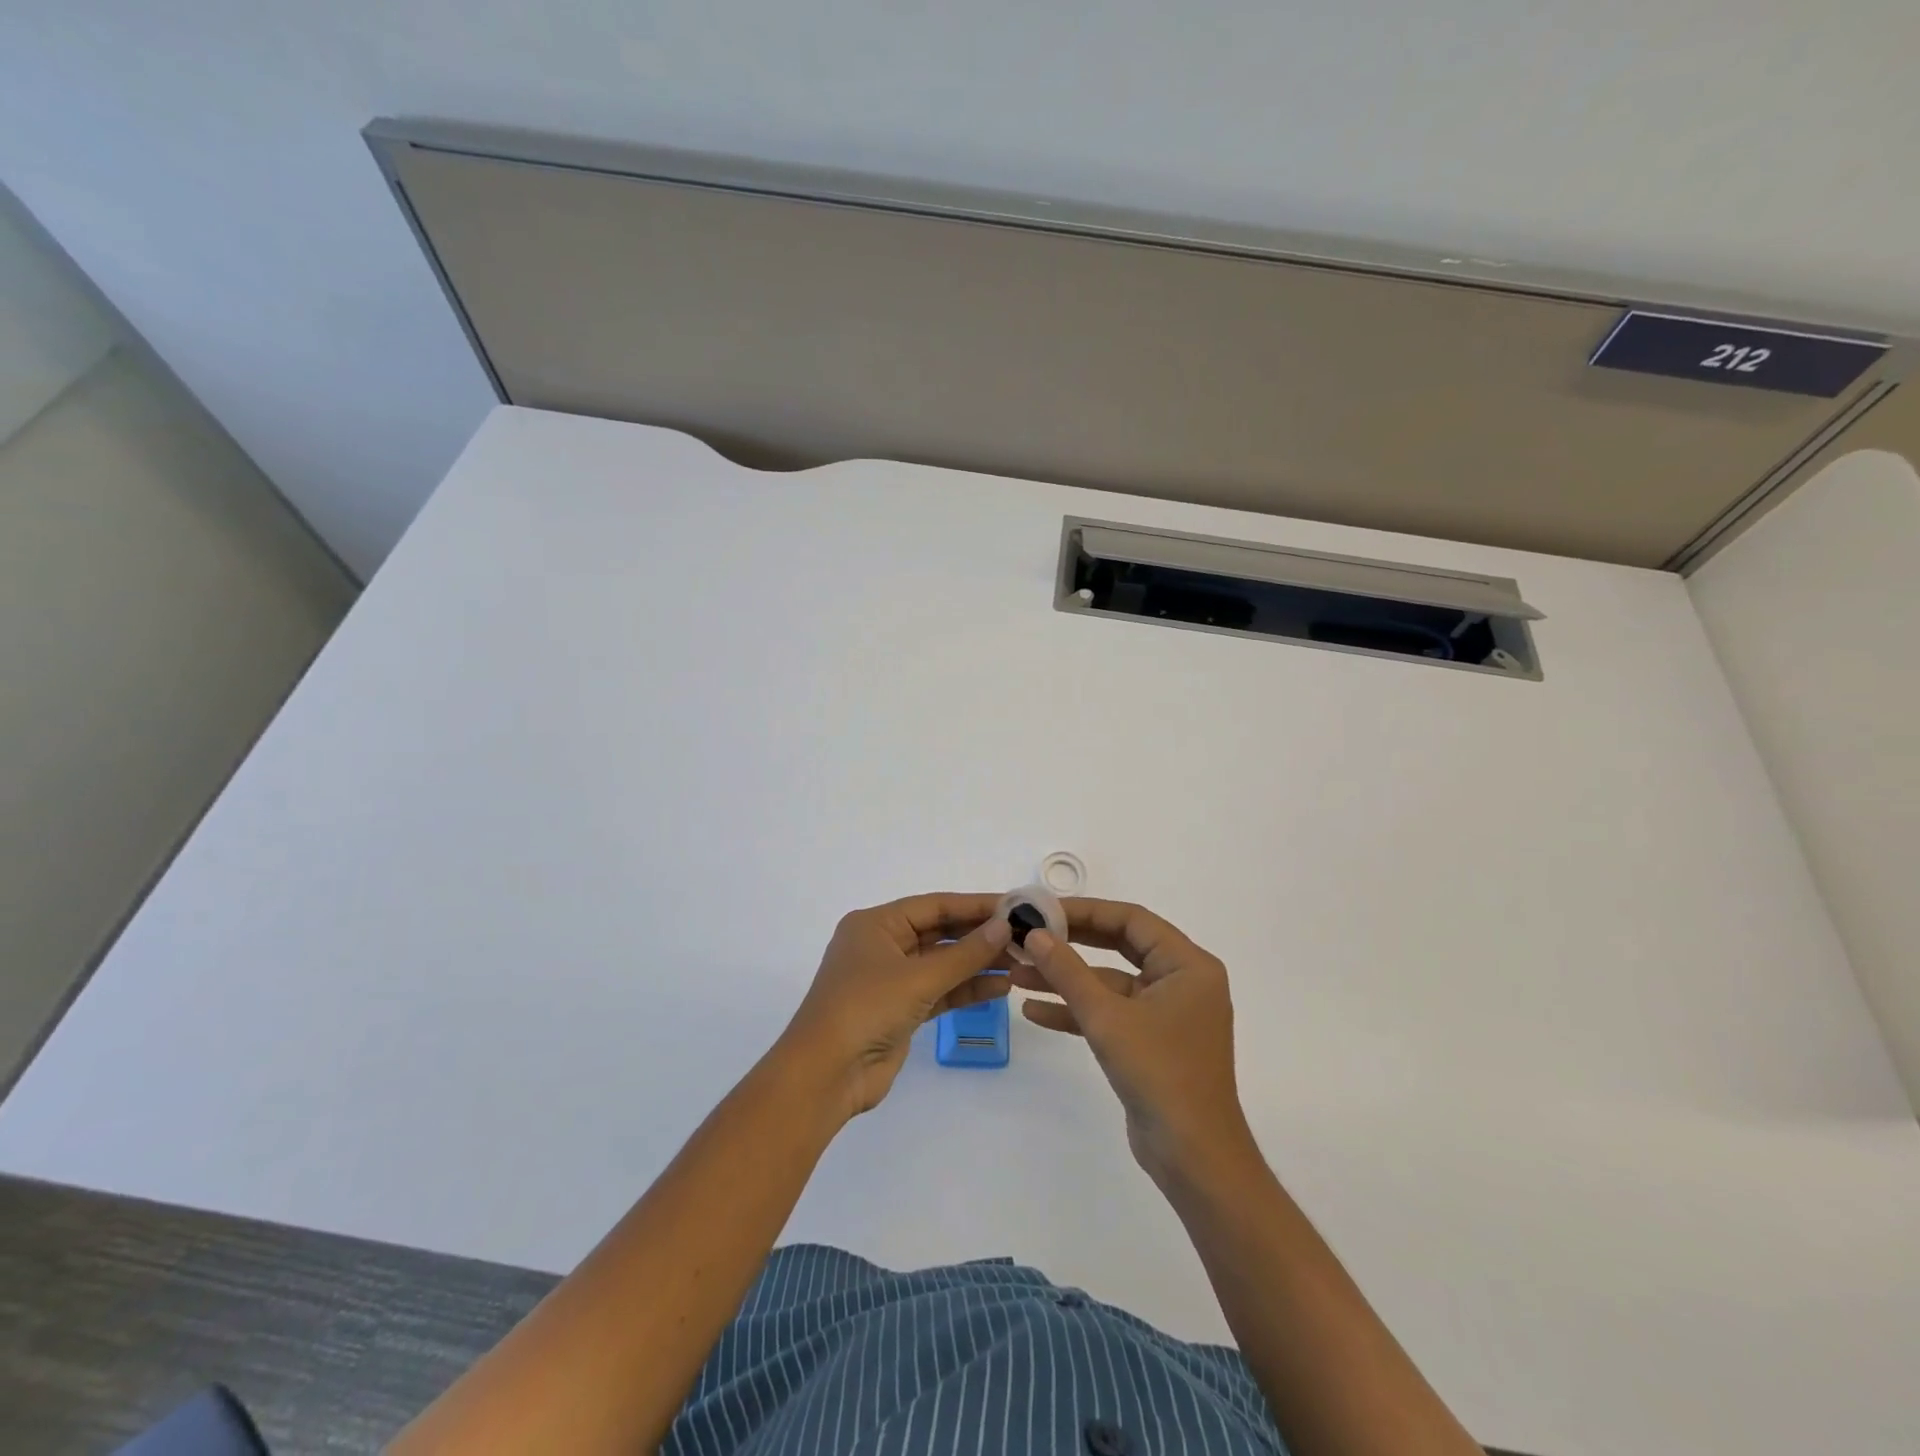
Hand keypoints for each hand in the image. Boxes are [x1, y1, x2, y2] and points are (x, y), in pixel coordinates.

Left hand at [779, 894, 1011, 1123]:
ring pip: (942, 964)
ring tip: (1020, 963)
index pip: (934, 906)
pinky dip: (966, 990)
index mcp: (876, 925)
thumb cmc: (865, 1009)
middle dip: (979, 936)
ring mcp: (891, 980)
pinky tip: (999, 989)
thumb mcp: (918, 977)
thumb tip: (1004, 926)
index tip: (1013, 906)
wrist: (825, 1075)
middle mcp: (883, 946)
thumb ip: (965, 953)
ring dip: (977, 964)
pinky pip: (939, 992)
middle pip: (939, 933)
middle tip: (1024, 936)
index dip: (974, 905)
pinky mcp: (900, 1011)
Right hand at [1012, 899, 1256, 1186]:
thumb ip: (1068, 972)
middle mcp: (1181, 981)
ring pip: (1109, 983)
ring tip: (1017, 974)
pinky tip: (1035, 1011)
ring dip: (1066, 980)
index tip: (1044, 909)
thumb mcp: (1107, 1018)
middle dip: (1071, 944)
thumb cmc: (1160, 1074)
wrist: (1194, 1158)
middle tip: (1029, 934)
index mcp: (1187, 965)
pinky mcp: (1151, 1042)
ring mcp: (1166, 1013)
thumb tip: (1034, 934)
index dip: (1086, 911)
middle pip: (1119, 946)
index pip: (1132, 920)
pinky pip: (1111, 1013)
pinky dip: (1077, 1011)